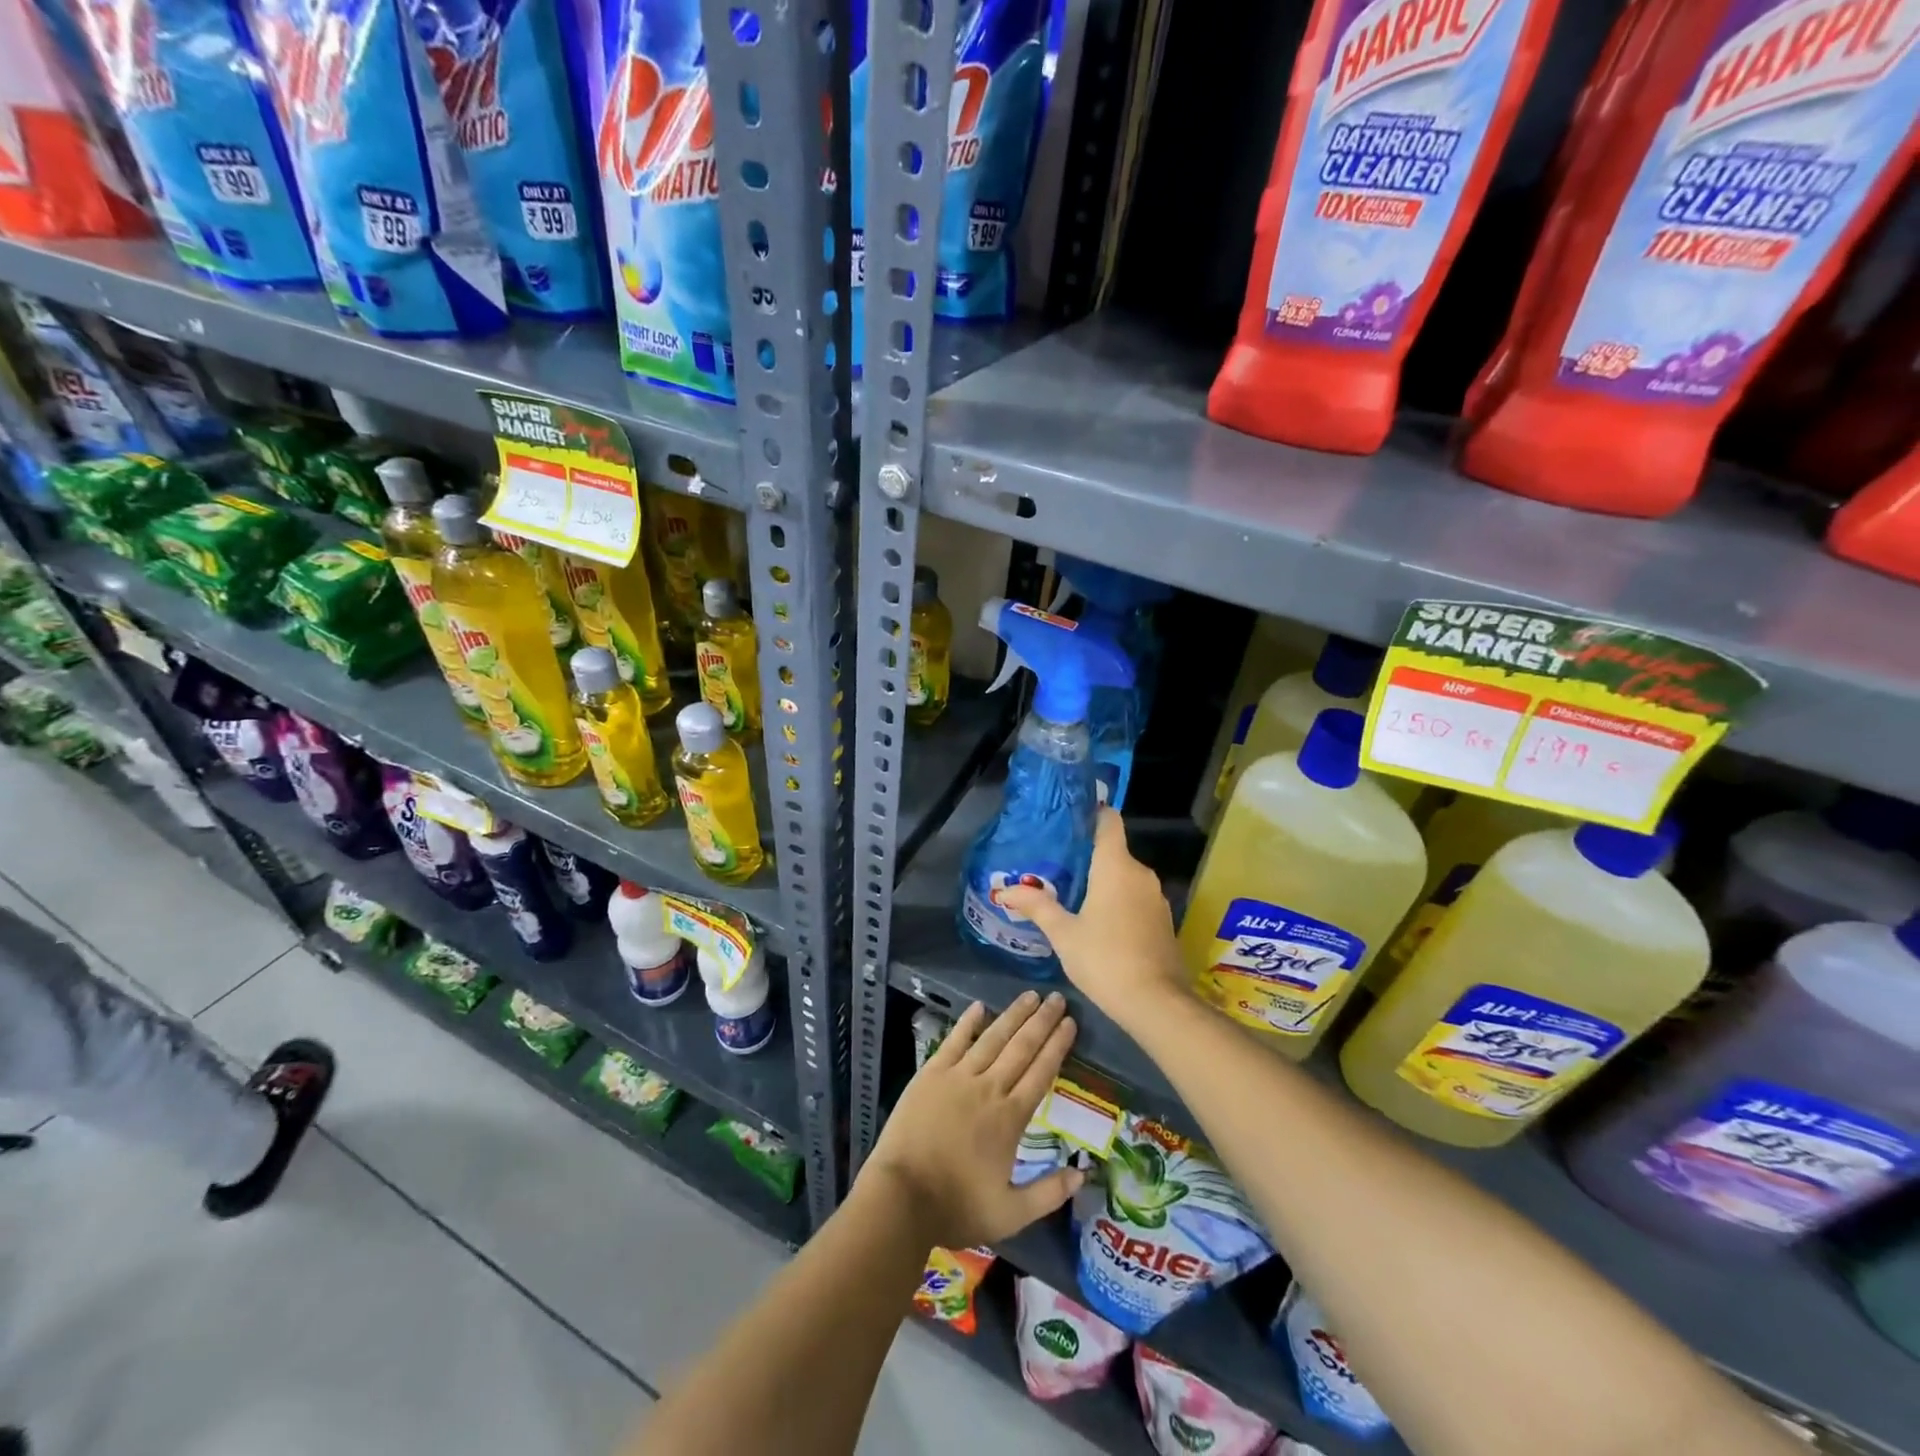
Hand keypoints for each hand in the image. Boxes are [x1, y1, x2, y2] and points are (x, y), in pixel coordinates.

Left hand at [862, 992, 1083, 1249]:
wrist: (901, 1197)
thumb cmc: (957, 1206)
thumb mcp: (1011, 1213)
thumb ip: (1049, 1193)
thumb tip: (1083, 1173)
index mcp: (1010, 1118)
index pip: (1041, 1073)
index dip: (1057, 1046)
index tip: (1070, 1023)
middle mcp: (989, 1088)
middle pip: (1021, 1047)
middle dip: (1042, 1021)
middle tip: (1057, 998)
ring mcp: (958, 1077)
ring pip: (992, 1038)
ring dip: (1013, 1015)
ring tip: (1030, 996)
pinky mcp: (931, 1074)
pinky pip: (954, 1041)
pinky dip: (967, 1022)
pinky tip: (979, 1006)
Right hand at [998, 809, 1189, 1033]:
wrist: (1156, 1003)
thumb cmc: (1105, 959)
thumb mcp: (1063, 934)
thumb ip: (1036, 907)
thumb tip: (1004, 890)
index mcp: (1116, 866)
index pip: (1109, 821)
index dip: (1092, 813)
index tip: (1070, 818)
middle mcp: (1141, 873)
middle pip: (1114, 851)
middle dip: (1088, 856)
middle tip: (1056, 865)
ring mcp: (1156, 897)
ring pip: (1125, 877)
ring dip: (1103, 881)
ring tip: (1072, 893)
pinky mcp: (1163, 920)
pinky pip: (1136, 897)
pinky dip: (1119, 901)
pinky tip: (1099, 921)